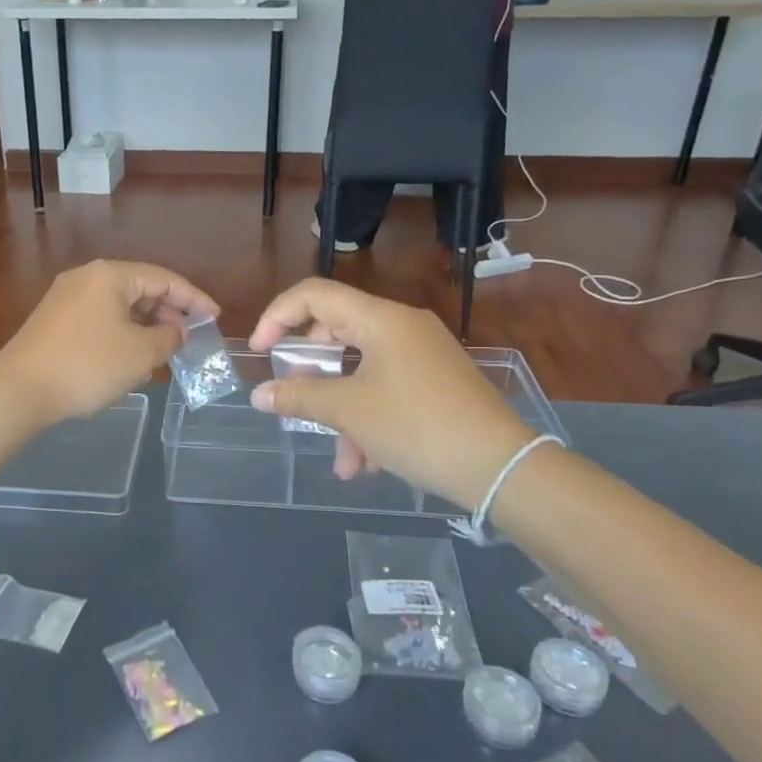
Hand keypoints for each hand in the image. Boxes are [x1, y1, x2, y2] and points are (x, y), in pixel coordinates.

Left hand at [0, 260, 217, 434]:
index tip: (215, 318)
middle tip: (190, 339)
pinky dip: (123, 335)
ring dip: (146, 328)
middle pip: (141, 289)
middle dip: (169, 314)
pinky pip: (101, 321)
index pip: (164, 278)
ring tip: (166, 353)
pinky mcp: (55, 322)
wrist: (18, 391)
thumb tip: (176, 332)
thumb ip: (169, 338)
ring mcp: (66, 299)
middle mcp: (86, 278)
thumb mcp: (140, 354)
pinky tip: (132, 361)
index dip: (194, 298)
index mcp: (110, 275)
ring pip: (120, 308)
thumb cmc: (87, 366)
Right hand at [248, 279, 534, 504]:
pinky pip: (386, 388)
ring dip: (340, 410)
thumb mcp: (349, 412)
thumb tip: (260, 395)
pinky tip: (364, 463)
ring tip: (341, 461)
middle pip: (336, 332)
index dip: (278, 317)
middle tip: (295, 401)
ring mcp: (422, 354)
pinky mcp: (436, 381)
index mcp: (380, 319)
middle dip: (311, 372)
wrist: (501, 467)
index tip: (260, 353)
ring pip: (361, 370)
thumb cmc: (417, 426)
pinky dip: (368, 418)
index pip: (314, 294)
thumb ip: (299, 397)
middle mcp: (402, 326)